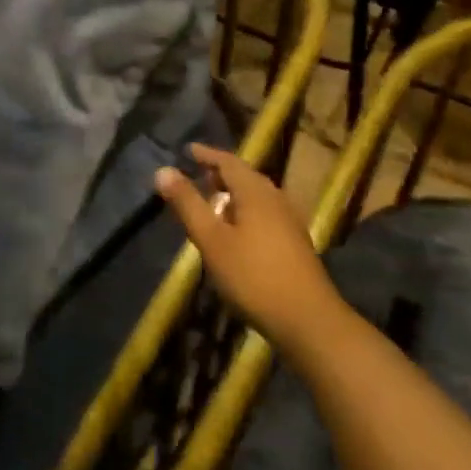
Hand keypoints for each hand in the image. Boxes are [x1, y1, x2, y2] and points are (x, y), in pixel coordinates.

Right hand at [154, 144, 342, 353]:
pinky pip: (265, 213)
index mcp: (255, 192)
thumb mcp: (212, 240)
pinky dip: (246, 211)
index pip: (229, 161)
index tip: (189, 150)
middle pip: (246, 176)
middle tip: (199, 174)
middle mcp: (276, 198)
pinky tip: (237, 231)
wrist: (307, 319)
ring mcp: (289, 221)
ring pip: (257, 196)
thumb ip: (188, 204)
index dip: (207, 154)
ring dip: (234, 193)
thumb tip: (163, 170)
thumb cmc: (253, 276)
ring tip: (214, 201)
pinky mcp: (295, 242)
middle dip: (221, 173)